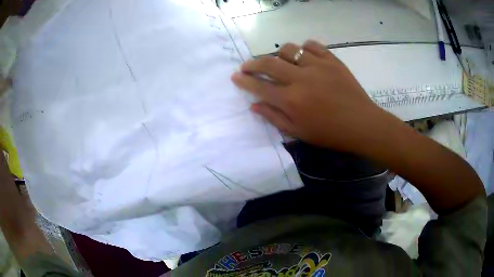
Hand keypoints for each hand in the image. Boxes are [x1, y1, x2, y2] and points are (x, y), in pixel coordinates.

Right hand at [232, 40, 385, 151]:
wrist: (361, 124)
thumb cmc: (330, 133)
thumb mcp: (299, 133)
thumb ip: (274, 117)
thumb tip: (254, 105)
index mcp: (291, 100)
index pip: (260, 86)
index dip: (244, 81)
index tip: (235, 76)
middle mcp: (301, 79)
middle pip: (269, 63)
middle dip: (252, 63)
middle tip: (247, 65)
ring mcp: (317, 66)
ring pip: (289, 49)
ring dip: (279, 54)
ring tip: (281, 61)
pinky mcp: (332, 60)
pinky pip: (312, 45)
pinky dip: (304, 48)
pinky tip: (304, 55)